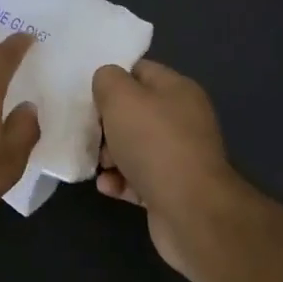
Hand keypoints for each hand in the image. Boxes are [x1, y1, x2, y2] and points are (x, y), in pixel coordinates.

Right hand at [92, 59, 240, 275]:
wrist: (191, 210)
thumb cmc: (153, 143)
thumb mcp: (120, 97)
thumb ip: (107, 80)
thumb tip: (107, 86)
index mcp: (178, 90)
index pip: (139, 71)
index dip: (112, 81)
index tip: (91, 97)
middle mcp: (183, 119)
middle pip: (134, 112)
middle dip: (107, 124)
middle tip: (93, 135)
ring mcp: (180, 156)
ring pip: (133, 146)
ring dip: (110, 156)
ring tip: (102, 166)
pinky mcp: (173, 188)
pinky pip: (139, 177)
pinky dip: (121, 181)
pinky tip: (109, 187)